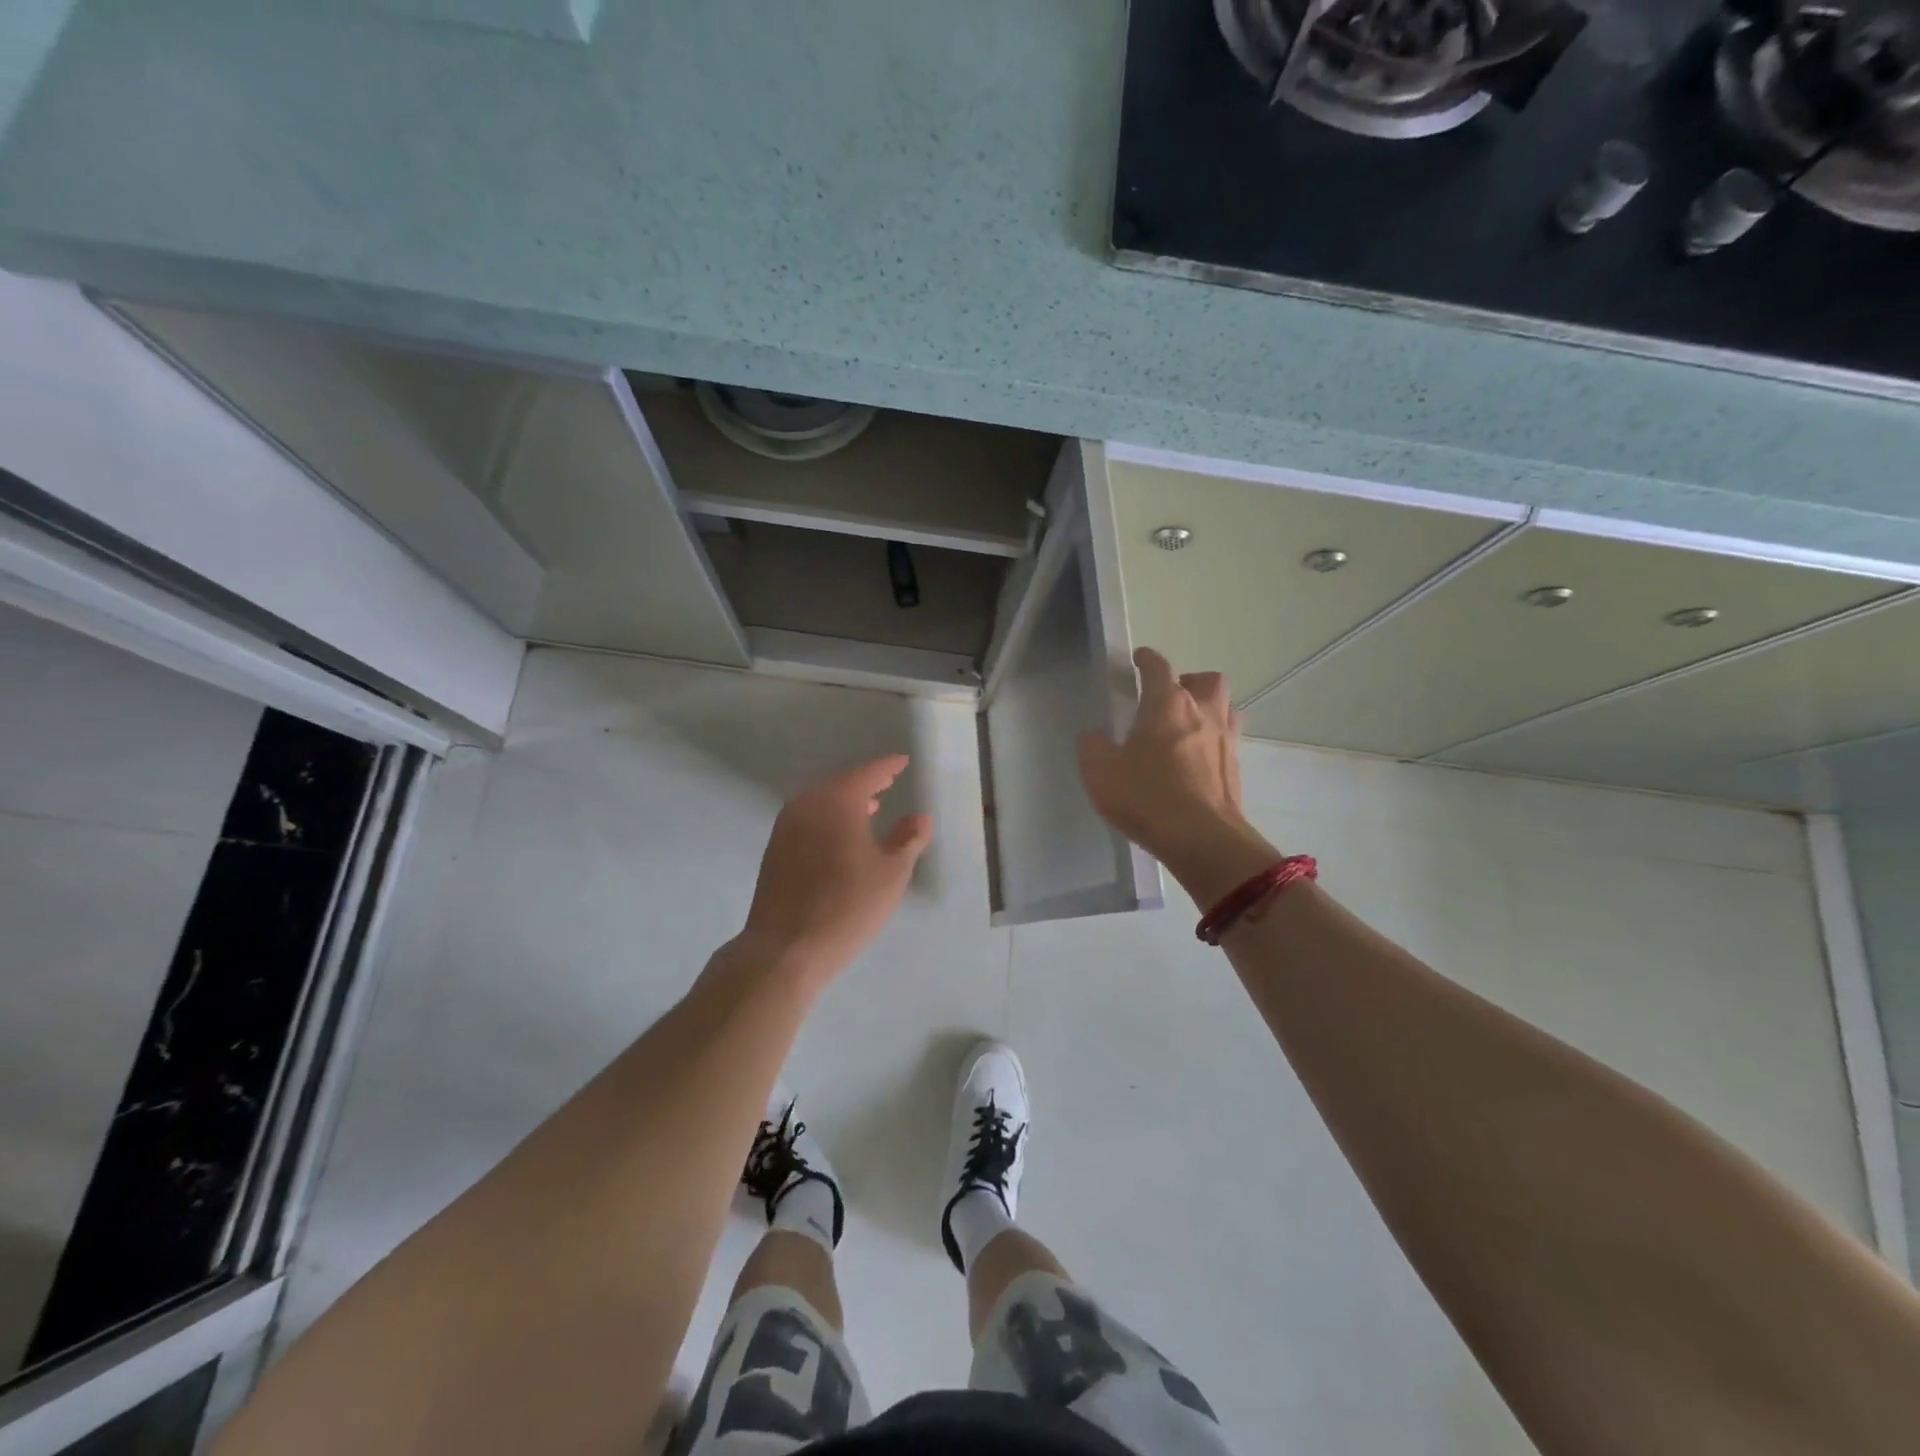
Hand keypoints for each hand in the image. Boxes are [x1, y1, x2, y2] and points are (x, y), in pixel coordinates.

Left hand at [740, 754, 932, 984]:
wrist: (786, 949)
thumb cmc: (847, 906)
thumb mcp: (891, 874)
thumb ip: (908, 839)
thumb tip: (919, 817)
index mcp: (836, 802)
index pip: (866, 773)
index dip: (887, 767)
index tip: (902, 762)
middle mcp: (806, 805)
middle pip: (840, 784)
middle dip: (865, 782)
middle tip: (888, 781)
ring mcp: (785, 828)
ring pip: (821, 803)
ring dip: (846, 802)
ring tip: (870, 808)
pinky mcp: (774, 852)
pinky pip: (808, 821)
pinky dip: (828, 819)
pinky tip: (842, 837)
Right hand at [1078, 647, 1278, 906]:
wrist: (1204, 840)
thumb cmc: (1148, 797)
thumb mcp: (1101, 772)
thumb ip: (1093, 747)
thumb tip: (1095, 736)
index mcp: (1168, 704)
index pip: (1158, 667)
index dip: (1147, 659)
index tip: (1139, 658)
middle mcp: (1203, 712)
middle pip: (1206, 681)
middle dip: (1188, 682)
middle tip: (1169, 698)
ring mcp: (1226, 740)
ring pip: (1224, 708)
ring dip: (1208, 709)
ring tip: (1187, 727)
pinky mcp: (1236, 769)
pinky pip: (1227, 741)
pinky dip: (1213, 742)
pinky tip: (1197, 761)